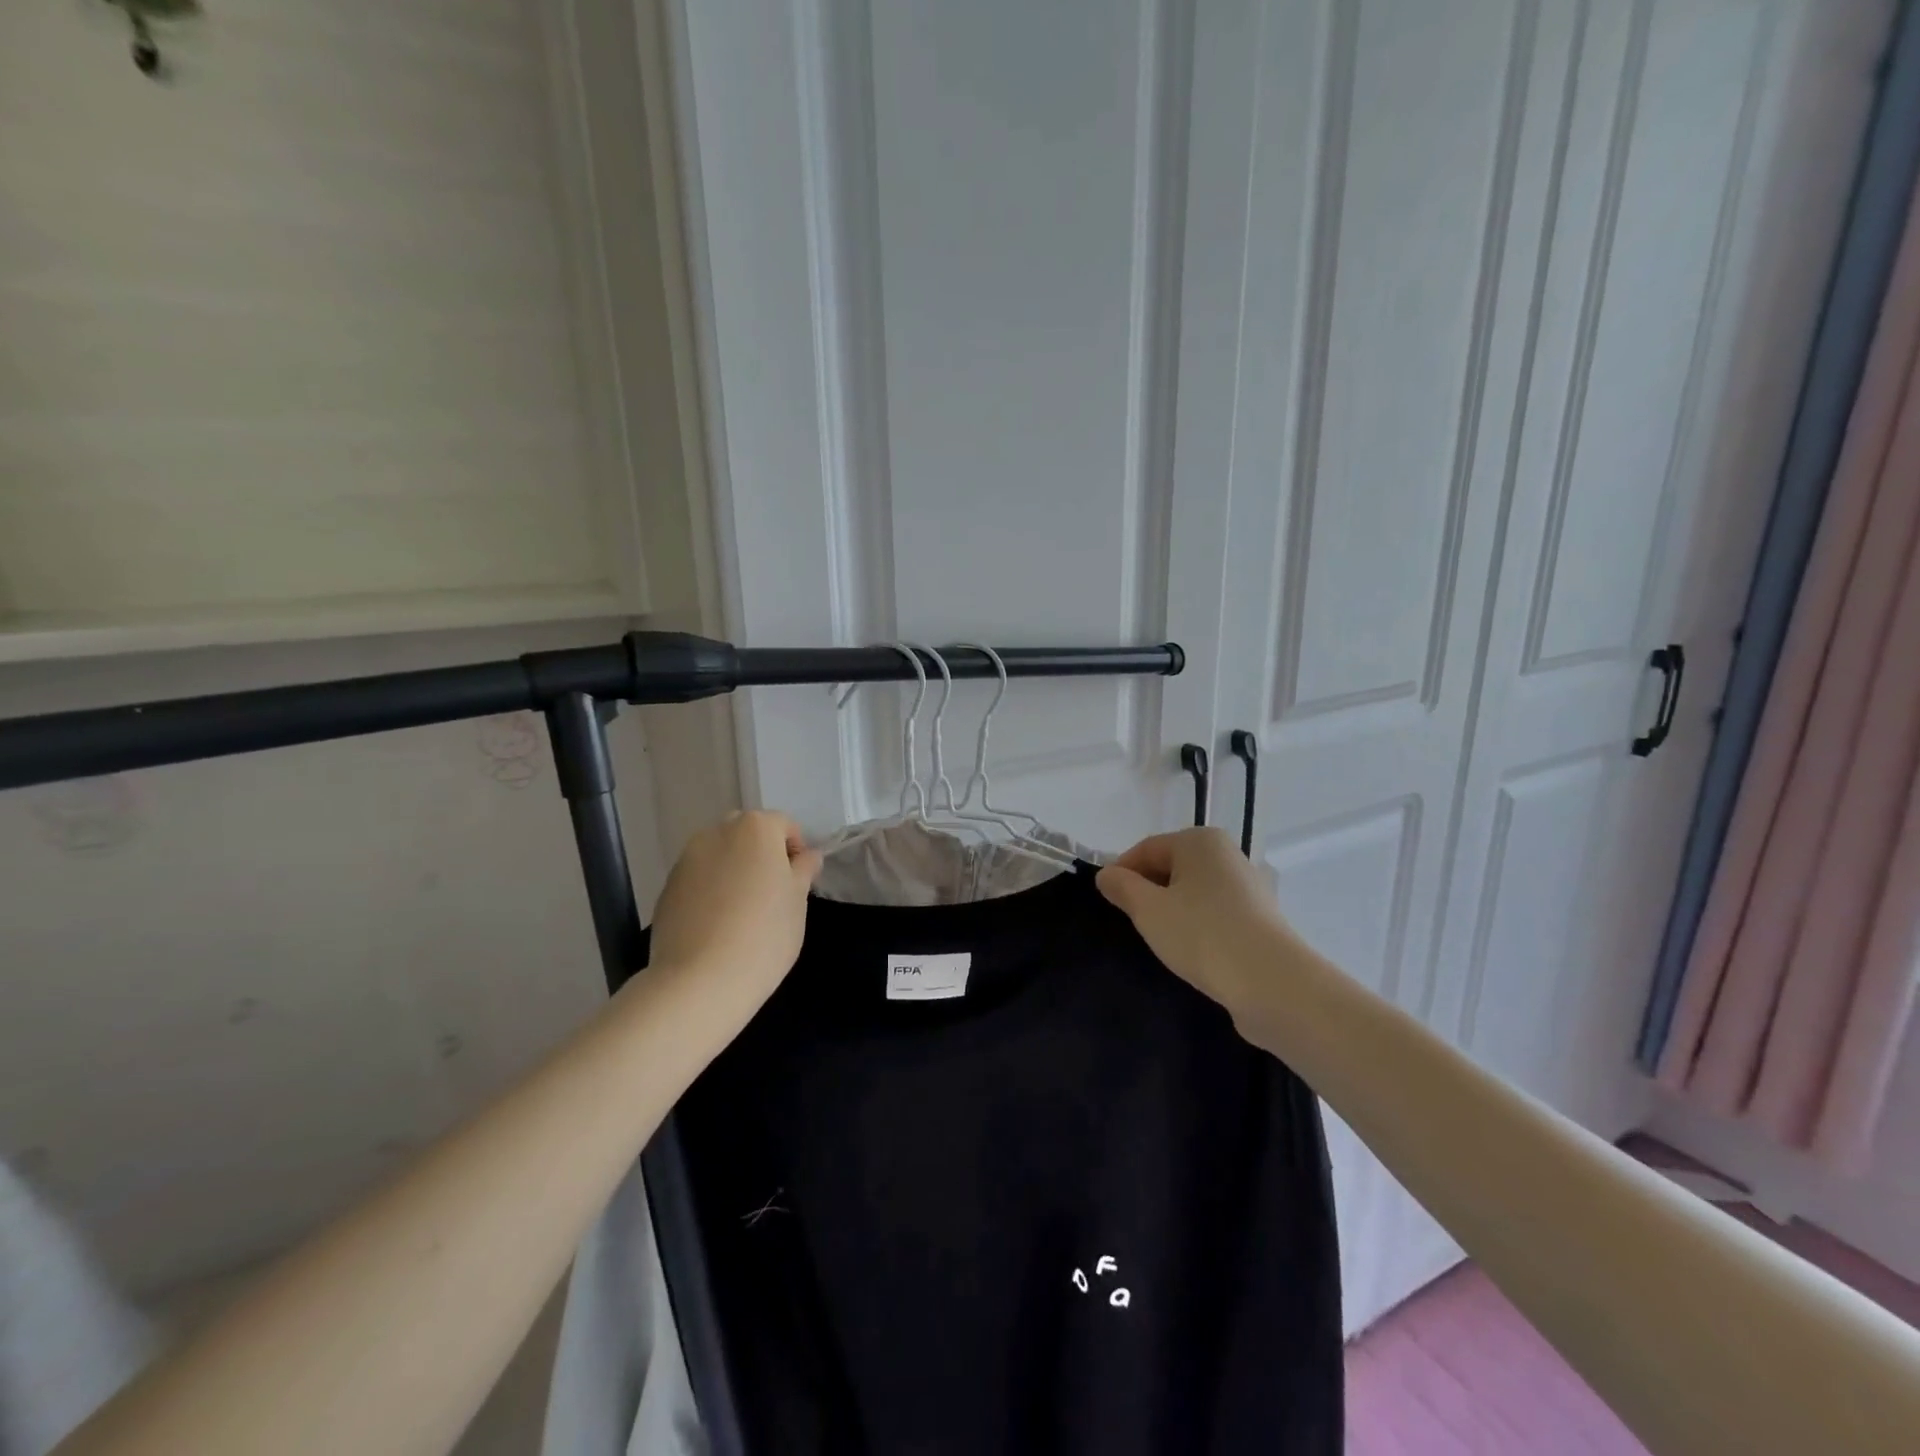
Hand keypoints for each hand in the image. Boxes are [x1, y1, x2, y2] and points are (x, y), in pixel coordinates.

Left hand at [649, 812, 822, 1002]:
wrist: (699, 981)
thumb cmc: (764, 934)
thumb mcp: (798, 901)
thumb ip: (803, 870)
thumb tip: (807, 856)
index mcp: (755, 828)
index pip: (784, 826)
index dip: (796, 851)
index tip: (799, 884)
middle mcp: (717, 832)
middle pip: (747, 834)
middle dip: (761, 855)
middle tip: (772, 894)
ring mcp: (686, 860)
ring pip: (719, 855)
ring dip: (733, 871)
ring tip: (741, 912)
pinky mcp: (666, 888)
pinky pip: (698, 879)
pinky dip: (710, 891)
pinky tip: (716, 925)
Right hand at [1096, 828, 1297, 1018]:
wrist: (1272, 983)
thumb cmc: (1202, 935)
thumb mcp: (1148, 910)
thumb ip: (1122, 888)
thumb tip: (1107, 874)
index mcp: (1199, 841)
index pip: (1146, 848)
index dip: (1122, 873)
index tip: (1108, 901)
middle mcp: (1226, 854)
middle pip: (1171, 867)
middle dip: (1148, 892)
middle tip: (1132, 923)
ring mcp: (1247, 886)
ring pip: (1193, 892)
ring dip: (1172, 911)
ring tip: (1161, 940)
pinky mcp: (1259, 918)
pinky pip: (1214, 913)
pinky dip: (1197, 925)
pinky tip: (1191, 951)